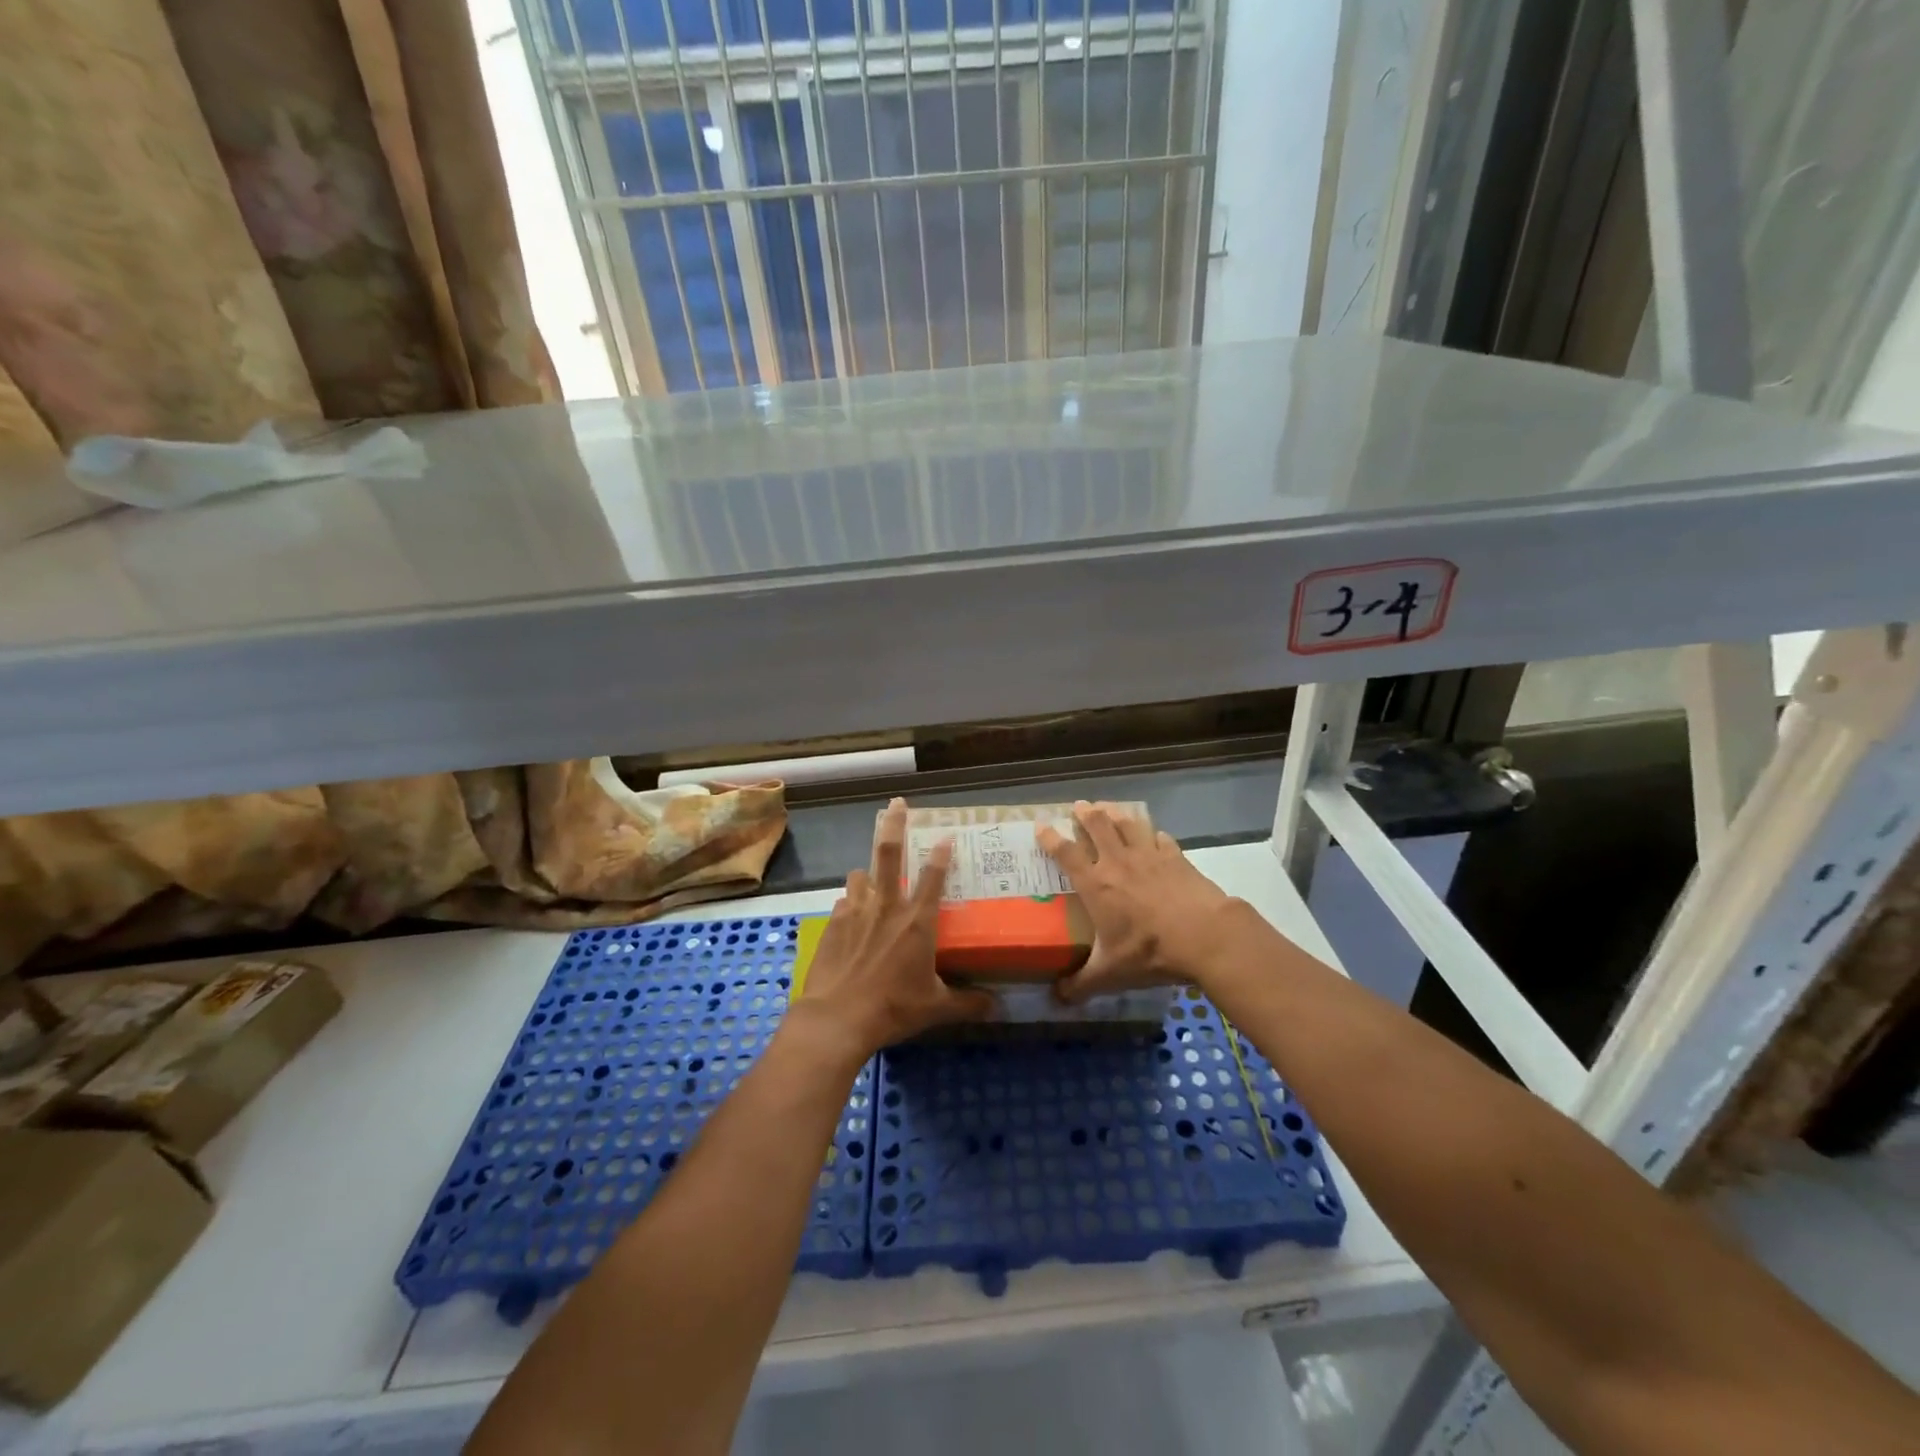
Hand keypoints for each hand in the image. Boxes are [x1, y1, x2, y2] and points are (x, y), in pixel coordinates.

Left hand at [793, 798, 996, 1055]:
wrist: (838, 1017)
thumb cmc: (893, 1008)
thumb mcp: (936, 1007)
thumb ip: (968, 1002)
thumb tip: (997, 1005)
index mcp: (917, 922)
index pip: (933, 877)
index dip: (941, 853)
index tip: (945, 834)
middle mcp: (887, 907)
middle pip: (888, 853)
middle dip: (893, 824)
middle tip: (895, 803)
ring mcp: (857, 912)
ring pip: (860, 874)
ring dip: (866, 872)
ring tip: (869, 874)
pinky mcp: (834, 923)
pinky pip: (844, 901)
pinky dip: (850, 902)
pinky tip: (851, 913)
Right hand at [1037, 801, 1238, 1003]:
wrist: (1203, 936)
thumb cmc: (1148, 951)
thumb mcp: (1109, 974)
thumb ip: (1081, 984)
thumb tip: (1057, 998)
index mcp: (1095, 884)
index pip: (1066, 853)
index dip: (1051, 838)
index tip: (1041, 826)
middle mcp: (1117, 862)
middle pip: (1097, 825)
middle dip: (1085, 813)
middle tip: (1079, 806)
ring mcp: (1149, 856)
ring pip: (1128, 824)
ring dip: (1116, 813)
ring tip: (1108, 808)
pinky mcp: (1176, 857)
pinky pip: (1161, 838)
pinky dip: (1153, 834)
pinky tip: (1154, 835)